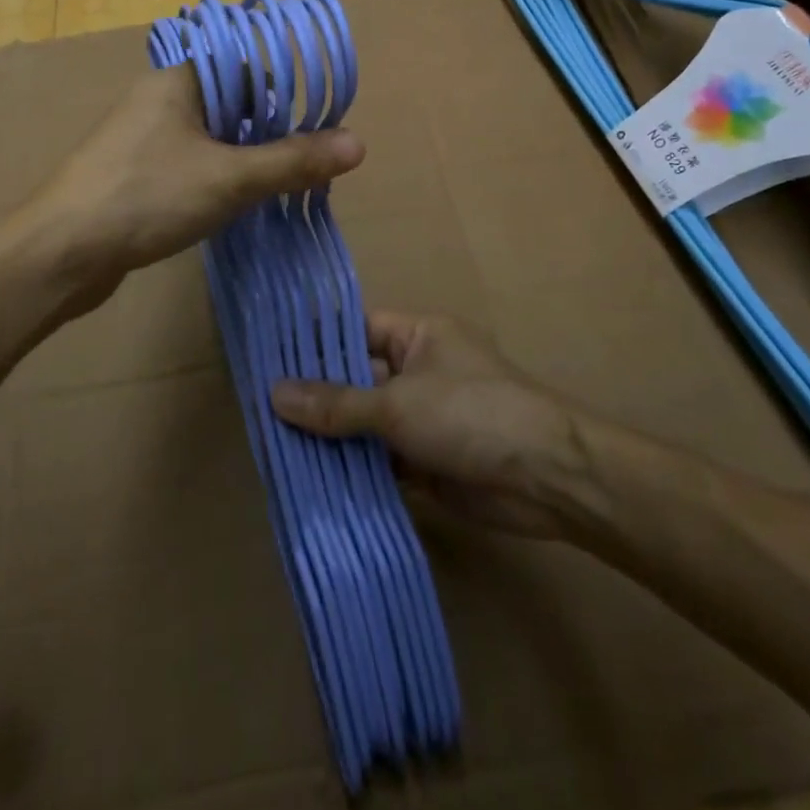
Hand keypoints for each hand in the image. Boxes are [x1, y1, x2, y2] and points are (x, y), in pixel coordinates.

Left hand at [29, 65, 364, 306]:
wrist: (61, 252)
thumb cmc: (146, 197)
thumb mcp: (230, 179)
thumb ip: (292, 161)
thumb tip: (358, 143)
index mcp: (179, 80)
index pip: (244, 62)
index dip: (284, 85)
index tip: (319, 116)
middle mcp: (159, 99)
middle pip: (230, 101)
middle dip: (269, 128)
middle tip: (309, 158)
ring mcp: (142, 138)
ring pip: (210, 136)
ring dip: (244, 157)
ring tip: (283, 183)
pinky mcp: (134, 174)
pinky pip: (189, 163)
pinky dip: (217, 177)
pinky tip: (237, 203)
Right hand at [270, 312, 578, 539]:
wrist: (549, 479)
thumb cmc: (472, 415)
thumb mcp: (397, 404)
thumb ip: (337, 404)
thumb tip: (274, 394)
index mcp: (417, 336)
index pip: (354, 328)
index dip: (314, 342)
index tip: (267, 357)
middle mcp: (418, 370)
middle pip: (356, 377)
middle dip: (316, 395)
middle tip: (260, 408)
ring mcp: (423, 417)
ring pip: (365, 422)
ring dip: (332, 437)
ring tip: (273, 446)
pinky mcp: (428, 461)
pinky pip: (381, 460)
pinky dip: (354, 470)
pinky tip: (312, 481)